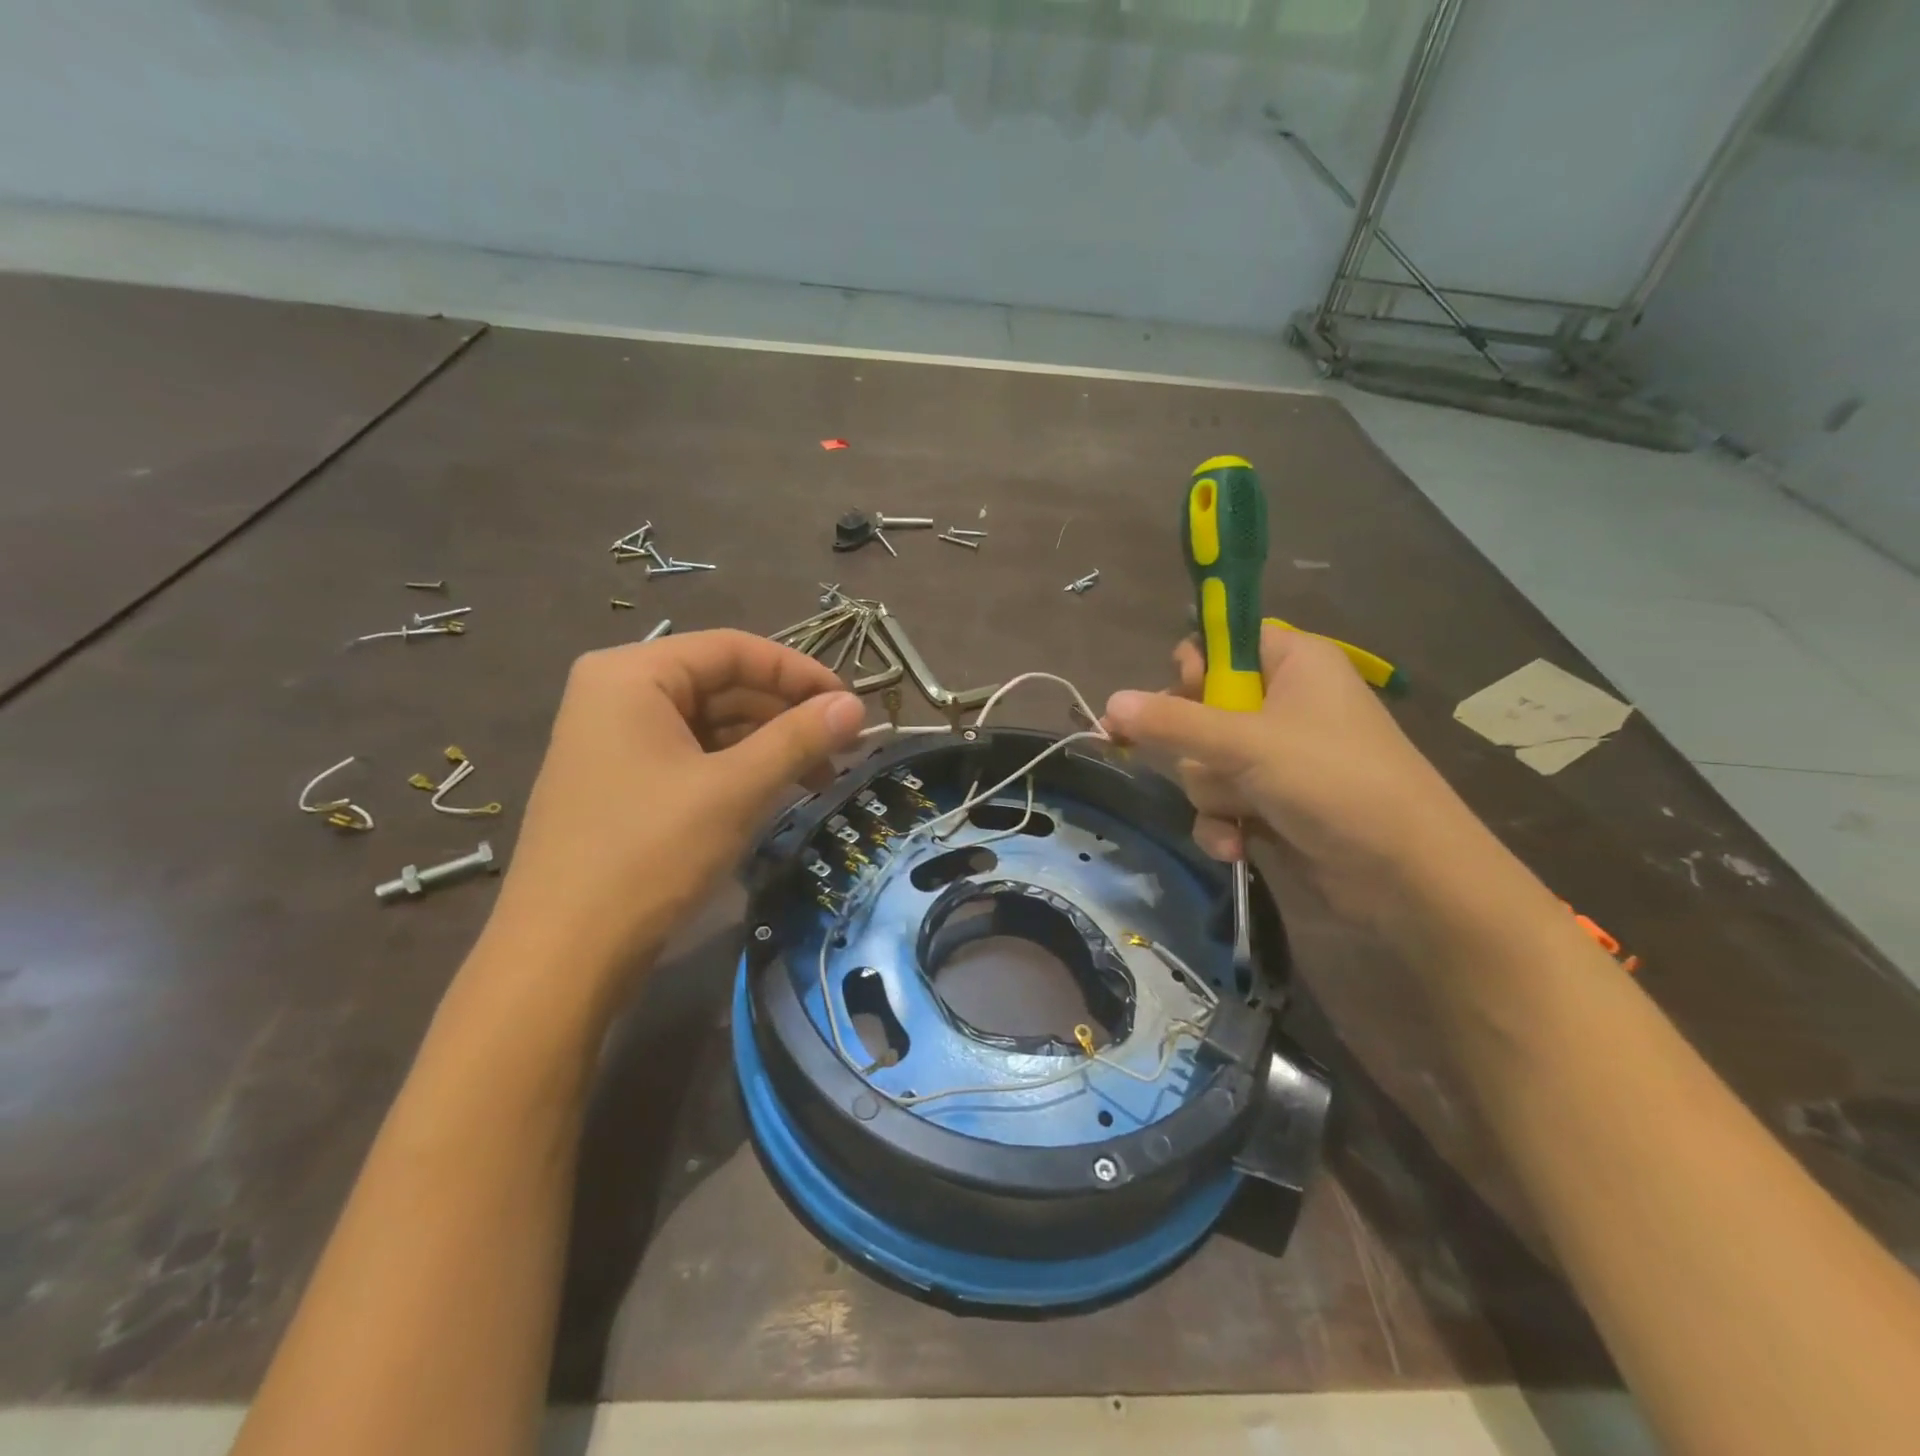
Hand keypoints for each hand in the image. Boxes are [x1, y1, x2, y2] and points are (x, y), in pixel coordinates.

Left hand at [480, 630, 865, 1005]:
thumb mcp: (735, 789)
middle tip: (844, 746)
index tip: (850, 705)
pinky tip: (778, 791)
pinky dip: (739, 769)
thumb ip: (798, 738)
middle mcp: (618, 694)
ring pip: (711, 724)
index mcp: (632, 674)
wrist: (564, 954)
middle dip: (787, 713)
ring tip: (821, 775)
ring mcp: (616, 741)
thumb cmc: (648, 853)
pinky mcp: (622, 782)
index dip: (800, 672)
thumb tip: (856, 706)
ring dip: (769, 744)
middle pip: (722, 684)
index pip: (733, 649)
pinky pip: (693, 756)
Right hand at [1103, 623, 1476, 922]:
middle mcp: (1283, 704)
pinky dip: (1224, 823)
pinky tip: (1237, 844)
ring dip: (1213, 792)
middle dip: (1196, 744)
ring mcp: (1276, 758)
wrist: (1405, 876)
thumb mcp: (1246, 743)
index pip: (1226, 640)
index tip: (1180, 690)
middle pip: (1201, 706)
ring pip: (1204, 761)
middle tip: (1207, 757)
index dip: (1196, 664)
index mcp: (1293, 663)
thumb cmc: (1334, 782)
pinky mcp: (1271, 804)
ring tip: (1242, 811)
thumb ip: (1172, 722)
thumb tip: (1109, 702)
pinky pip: (1220, 801)